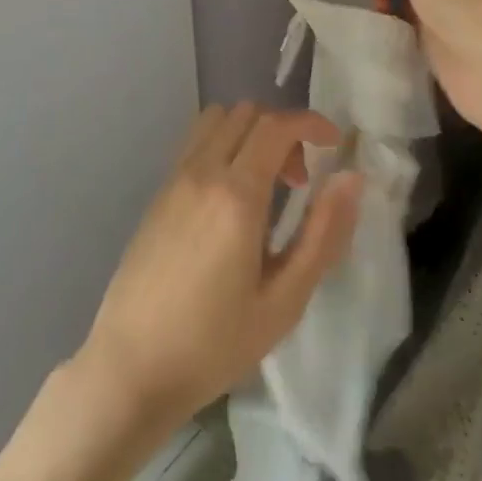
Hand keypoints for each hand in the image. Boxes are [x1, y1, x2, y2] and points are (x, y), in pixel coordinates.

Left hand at [77, 102, 362, 431]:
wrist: (130, 367)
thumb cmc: (214, 343)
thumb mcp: (284, 301)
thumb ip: (323, 234)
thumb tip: (352, 179)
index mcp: (236, 194)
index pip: (277, 125)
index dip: (312, 123)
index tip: (335, 144)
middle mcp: (202, 171)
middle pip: (247, 113)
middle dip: (283, 130)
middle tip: (300, 180)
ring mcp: (174, 179)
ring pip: (217, 119)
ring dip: (250, 133)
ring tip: (265, 184)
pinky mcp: (158, 193)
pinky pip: (196, 142)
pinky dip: (223, 145)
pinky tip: (231, 199)